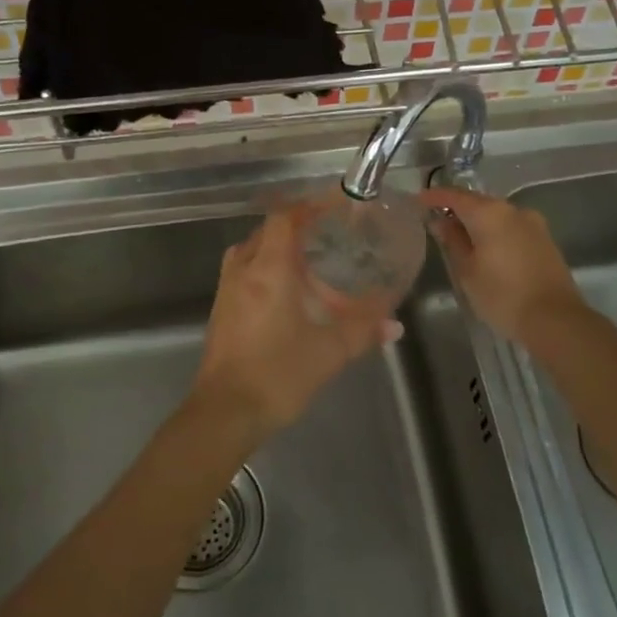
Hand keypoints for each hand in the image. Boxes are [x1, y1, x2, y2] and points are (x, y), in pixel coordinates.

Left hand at [193, 205, 402, 439]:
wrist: (224, 412)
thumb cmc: (277, 374)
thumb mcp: (328, 352)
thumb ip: (362, 331)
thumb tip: (395, 324)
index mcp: (269, 269)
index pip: (285, 217)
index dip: (309, 205)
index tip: (334, 204)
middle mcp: (243, 270)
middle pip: (268, 231)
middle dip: (296, 227)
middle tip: (327, 234)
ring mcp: (227, 290)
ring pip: (253, 251)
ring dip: (278, 249)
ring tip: (308, 262)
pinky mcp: (221, 310)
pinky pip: (244, 273)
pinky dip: (266, 270)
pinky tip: (287, 294)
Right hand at [420, 187, 587, 343]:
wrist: (556, 319)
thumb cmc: (503, 296)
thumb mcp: (467, 271)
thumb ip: (452, 241)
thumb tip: (440, 221)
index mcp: (489, 213)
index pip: (454, 196)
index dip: (433, 197)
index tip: (417, 201)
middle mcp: (513, 209)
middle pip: (477, 202)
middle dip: (456, 209)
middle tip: (435, 221)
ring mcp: (533, 223)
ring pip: (496, 214)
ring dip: (477, 221)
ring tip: (459, 237)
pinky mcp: (544, 239)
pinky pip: (511, 227)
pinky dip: (495, 231)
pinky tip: (486, 248)